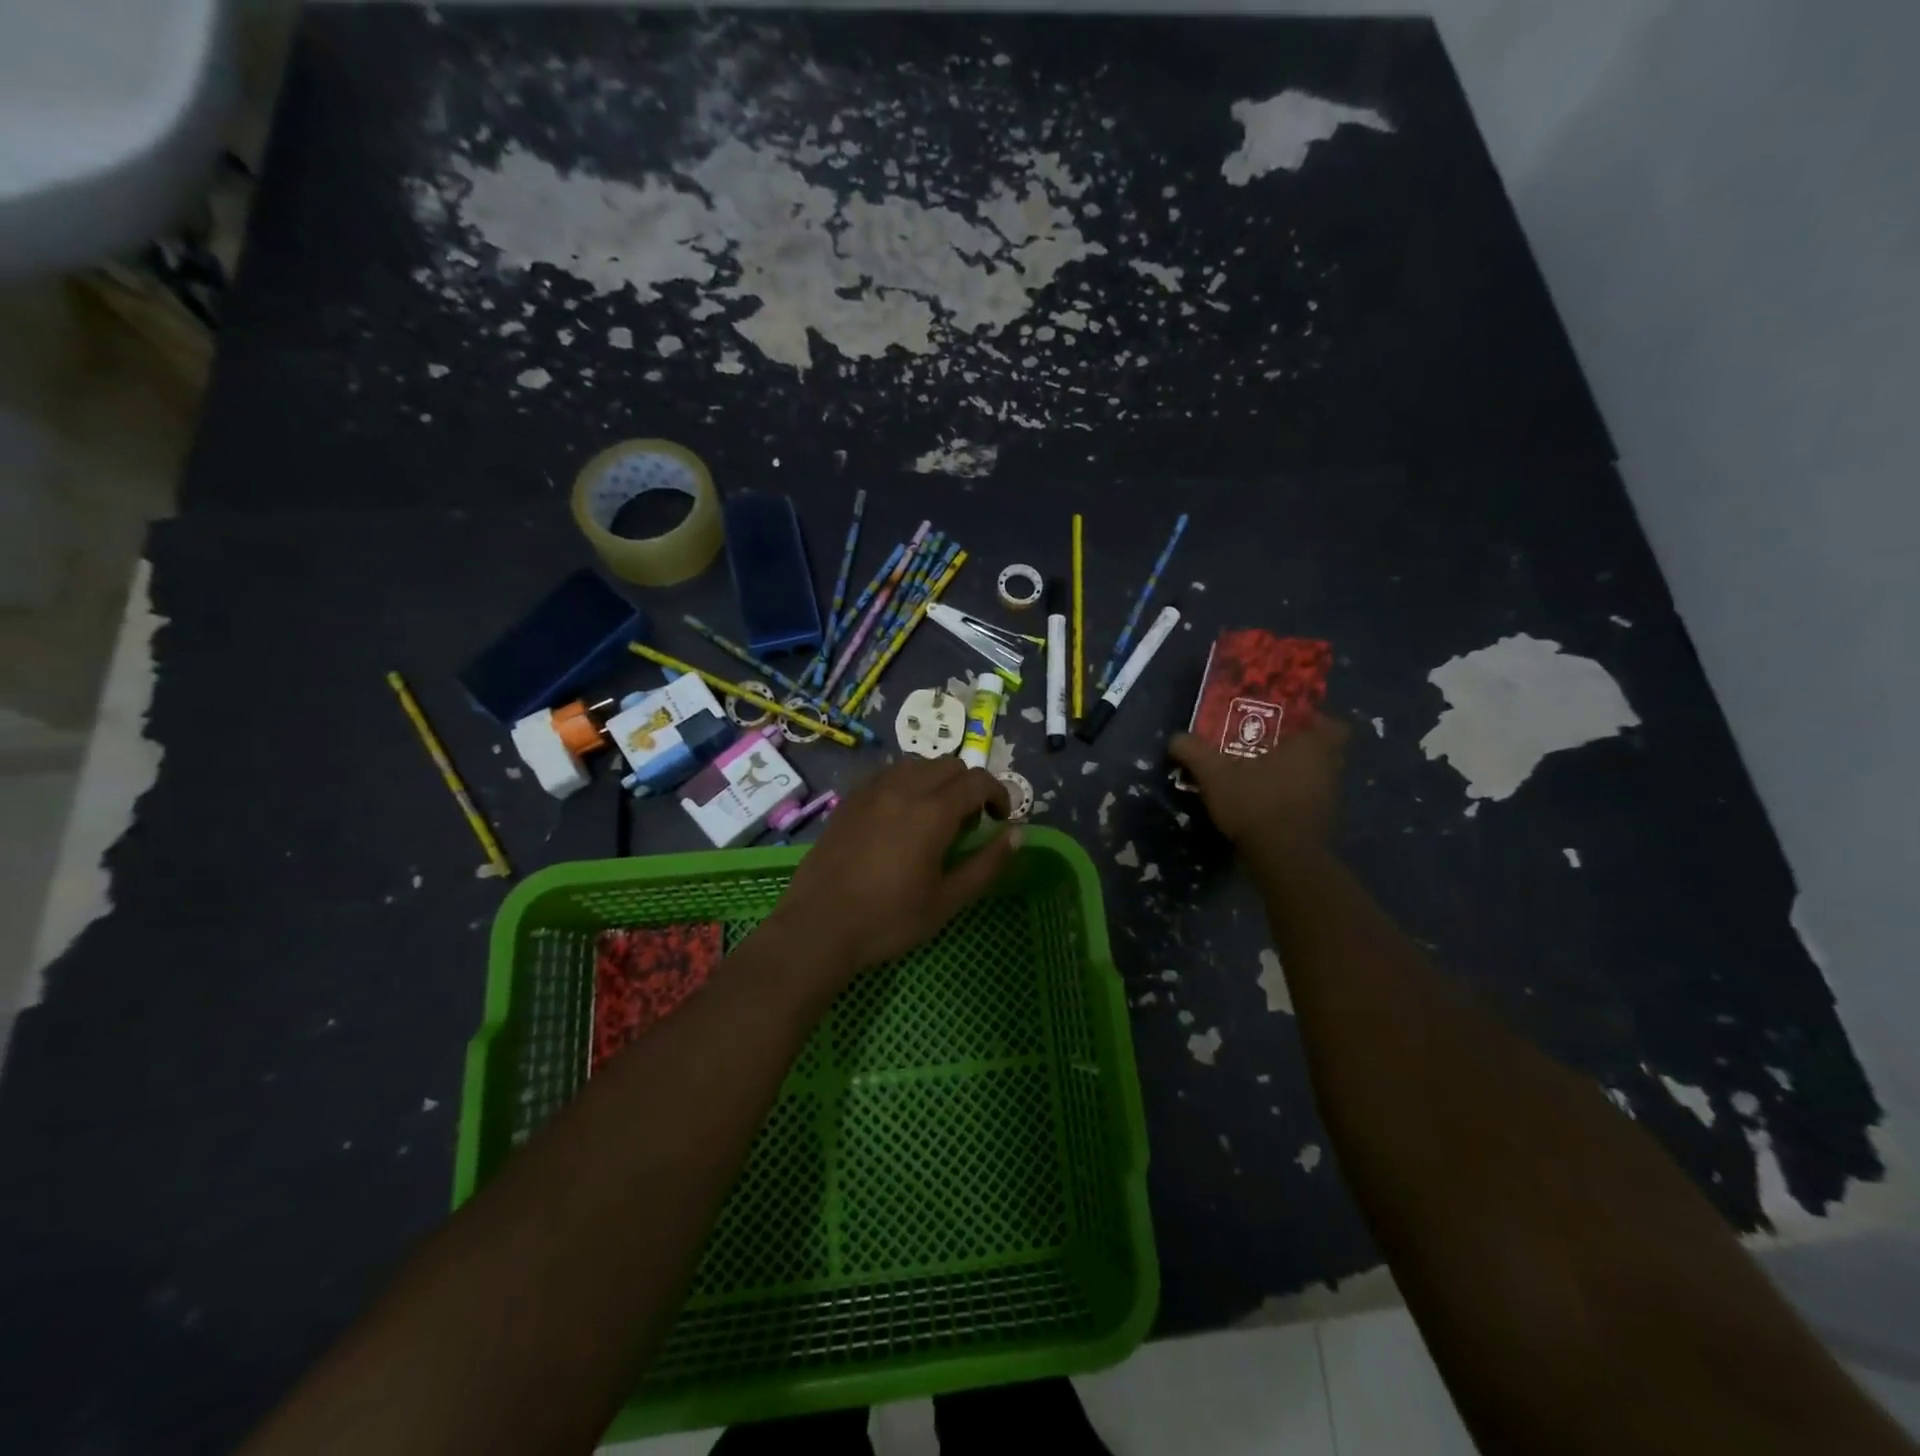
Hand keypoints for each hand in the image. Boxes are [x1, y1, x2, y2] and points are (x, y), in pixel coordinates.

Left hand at [767, 757, 1016, 983]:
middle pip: (949, 765)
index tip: (1000, 820)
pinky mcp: (849, 800)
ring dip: (936, 781)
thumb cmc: (889, 919)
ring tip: (933, 817)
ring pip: (916, 765)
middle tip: (968, 823)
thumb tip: (1018, 834)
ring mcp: (871, 791)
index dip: (998, 794)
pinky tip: (899, 818)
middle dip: (968, 786)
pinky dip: (905, 785)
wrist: (819, 926)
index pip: (978, 780)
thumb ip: (987, 864)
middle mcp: (903, 789)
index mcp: (932, 812)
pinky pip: (886, 776)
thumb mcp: (948, 900)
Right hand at [1168, 713, 1349, 853]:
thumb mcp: (1214, 775)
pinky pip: (1309, 802)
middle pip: (1325, 751)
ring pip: (1316, 778)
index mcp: (1312, 747)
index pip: (1334, 726)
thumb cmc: (1256, 803)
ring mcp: (1329, 800)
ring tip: (1262, 777)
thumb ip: (1194, 752)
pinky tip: (1265, 805)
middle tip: (1269, 748)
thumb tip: (1176, 738)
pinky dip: (1293, 801)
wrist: (1283, 859)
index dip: (1317, 722)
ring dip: (1296, 776)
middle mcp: (1329, 769)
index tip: (1291, 724)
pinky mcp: (1322, 825)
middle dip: (1300, 749)